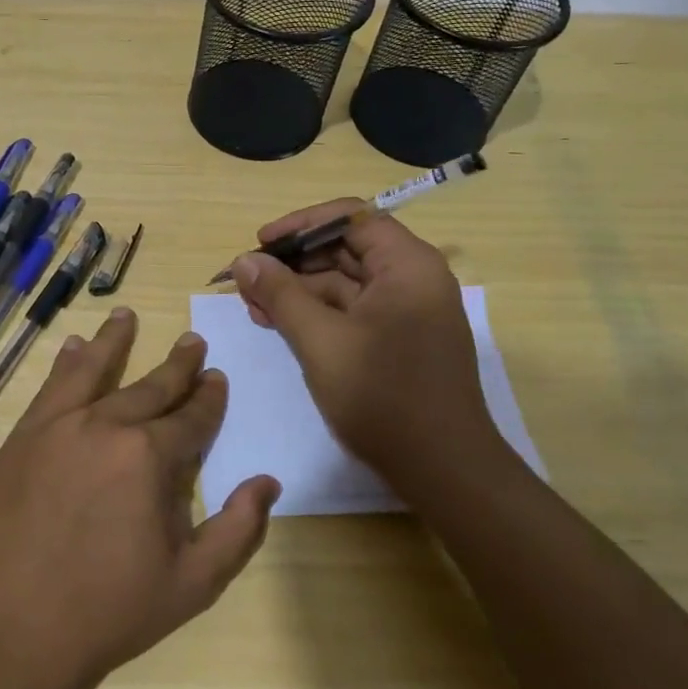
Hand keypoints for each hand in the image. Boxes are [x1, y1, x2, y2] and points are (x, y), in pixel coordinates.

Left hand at [0, 307, 279, 688]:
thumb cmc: (105, 613)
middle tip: (193, 342)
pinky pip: (51, 387)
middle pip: (151, 387)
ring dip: (115, 341)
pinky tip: (72, 346)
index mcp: (150, 457)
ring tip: (127, 314)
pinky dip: (66, 363)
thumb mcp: (190, 586)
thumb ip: (237, 530)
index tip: (218, 378)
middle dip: (177, 365)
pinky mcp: (21, 437)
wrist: (4, 632)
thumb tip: (267, 482)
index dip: (210, 398)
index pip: (192, 417)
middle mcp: (106, 425)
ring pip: (94, 369)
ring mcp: (57, 426)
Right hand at [231, 202, 506, 484]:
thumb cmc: (383, 396)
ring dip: (299, 289)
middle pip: (346, 247)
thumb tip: (244, 260)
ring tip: (255, 307)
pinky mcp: (400, 338)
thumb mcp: (320, 341)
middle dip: (294, 261)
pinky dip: (317, 313)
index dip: (301, 224)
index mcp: (407, 265)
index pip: (350, 217)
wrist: (443, 471)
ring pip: (345, 281)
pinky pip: (353, 310)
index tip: (261, 243)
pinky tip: (280, 324)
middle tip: (249, 279)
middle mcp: (413, 278)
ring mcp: (408, 310)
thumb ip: (280, 294)